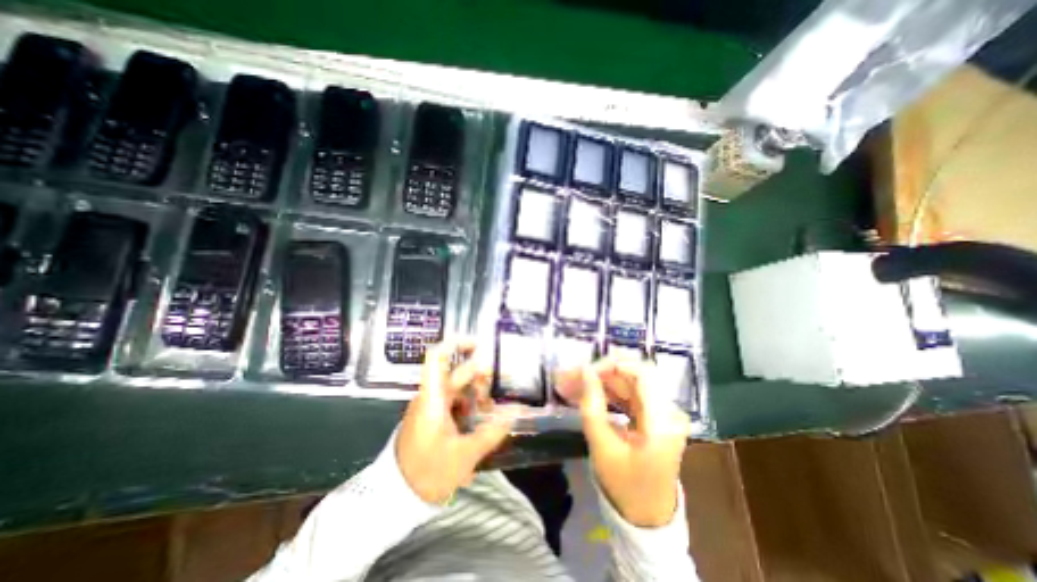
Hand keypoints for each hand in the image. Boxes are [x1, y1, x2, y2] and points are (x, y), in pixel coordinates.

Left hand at [397, 339, 513, 505]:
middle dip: (481, 376)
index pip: (437, 358)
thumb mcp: (464, 454)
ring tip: (496, 408)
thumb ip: (491, 432)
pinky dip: (472, 406)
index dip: (456, 344)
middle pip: (457, 374)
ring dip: (478, 394)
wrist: (398, 496)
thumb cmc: (428, 472)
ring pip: (459, 390)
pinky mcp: (434, 418)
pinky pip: (456, 404)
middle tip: (503, 383)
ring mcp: (432, 408)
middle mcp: (431, 397)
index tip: (479, 343)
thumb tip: (516, 411)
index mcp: (433, 398)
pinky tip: (484, 419)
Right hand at [555, 360, 689, 526]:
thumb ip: (592, 406)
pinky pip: (627, 393)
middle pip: (632, 374)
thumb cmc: (625, 487)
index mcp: (662, 421)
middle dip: (598, 372)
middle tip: (568, 376)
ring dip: (598, 380)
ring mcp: (662, 411)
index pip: (641, 373)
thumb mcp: (603, 448)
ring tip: (569, 383)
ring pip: (626, 381)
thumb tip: (585, 371)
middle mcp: (668, 410)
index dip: (610, 365)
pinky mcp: (653, 414)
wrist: (647, 517)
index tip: (582, 371)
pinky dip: (605, 391)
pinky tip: (583, 393)